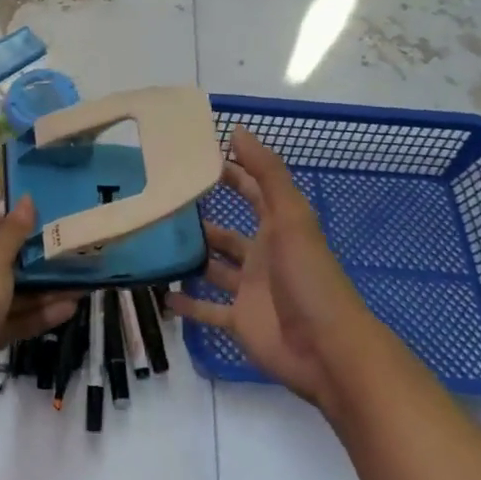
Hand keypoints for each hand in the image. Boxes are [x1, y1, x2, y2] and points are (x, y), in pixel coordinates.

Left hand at [0, 198, 78, 421]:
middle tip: (81, 252)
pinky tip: (71, 309)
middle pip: (10, 260)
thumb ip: (13, 232)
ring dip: (48, 288)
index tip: (61, 219)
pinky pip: (17, 319)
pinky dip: (41, 314)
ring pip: (17, 292)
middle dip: (43, 258)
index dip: (27, 222)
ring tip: (85, 282)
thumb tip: (27, 199)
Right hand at [172, 127, 373, 409]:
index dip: (230, 172)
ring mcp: (249, 290)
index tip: (193, 158)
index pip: (251, 191)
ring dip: (190, 259)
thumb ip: (267, 173)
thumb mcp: (291, 217)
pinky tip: (159, 295)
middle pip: (227, 232)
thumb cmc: (308, 276)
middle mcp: (261, 255)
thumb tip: (237, 130)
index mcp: (277, 227)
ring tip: (153, 246)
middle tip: (162, 205)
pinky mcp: (239, 322)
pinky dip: (186, 305)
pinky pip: (207, 310)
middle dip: (201, 219)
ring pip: (213, 269)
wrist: (327, 349)